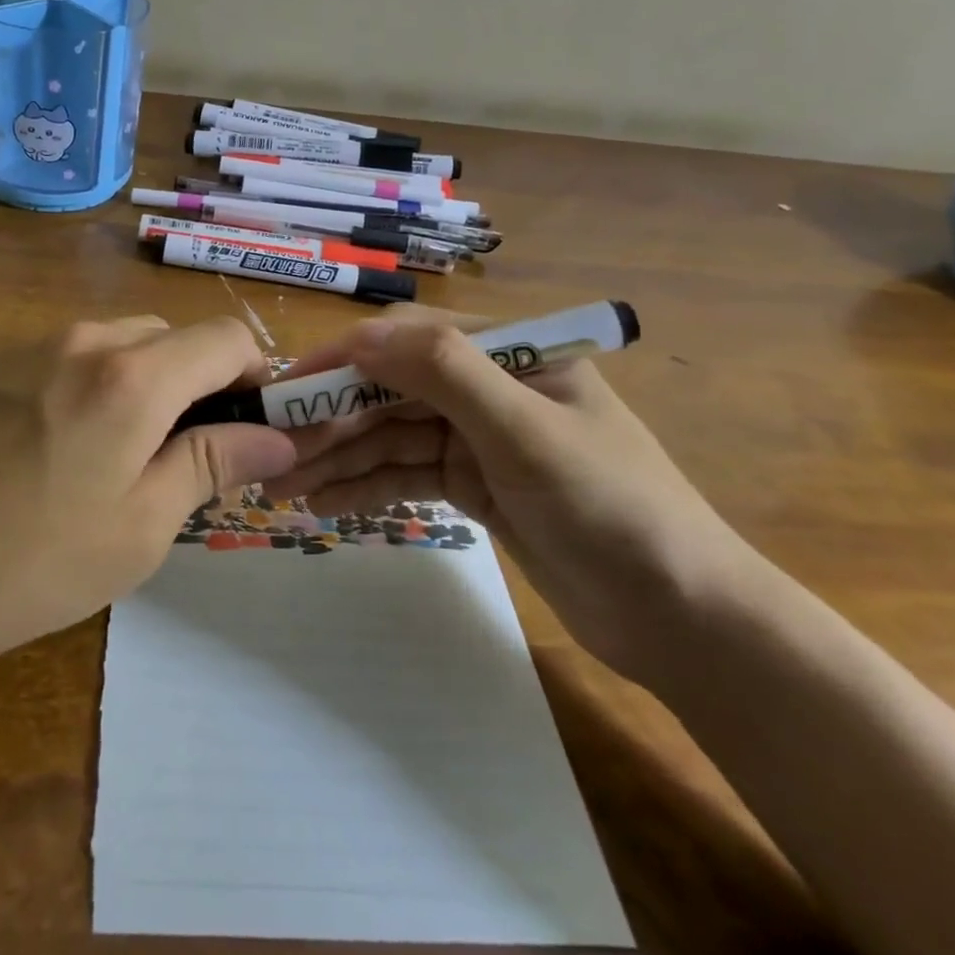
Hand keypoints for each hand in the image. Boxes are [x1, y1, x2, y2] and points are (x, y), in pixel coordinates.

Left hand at [0, 316, 296, 703]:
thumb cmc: (27, 563)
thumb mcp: (140, 528)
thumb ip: (212, 465)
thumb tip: (276, 436)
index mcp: (133, 377)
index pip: (226, 337)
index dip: (255, 376)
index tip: (250, 430)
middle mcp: (87, 339)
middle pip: (175, 337)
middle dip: (200, 385)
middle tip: (188, 458)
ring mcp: (34, 345)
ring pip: (125, 343)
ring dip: (149, 384)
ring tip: (124, 459)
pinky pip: (75, 356)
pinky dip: (100, 385)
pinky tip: (64, 450)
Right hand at [258, 307, 755, 682]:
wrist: (682, 619)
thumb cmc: (611, 508)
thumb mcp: (527, 433)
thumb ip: (446, 374)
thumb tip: (359, 335)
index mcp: (508, 353)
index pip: (407, 341)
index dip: (342, 361)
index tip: (284, 392)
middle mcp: (487, 386)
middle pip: (390, 391)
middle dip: (331, 421)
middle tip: (272, 453)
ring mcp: (476, 436)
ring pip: (390, 436)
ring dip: (338, 457)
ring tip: (281, 487)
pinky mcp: (471, 482)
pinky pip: (405, 474)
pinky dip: (366, 487)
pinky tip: (323, 505)